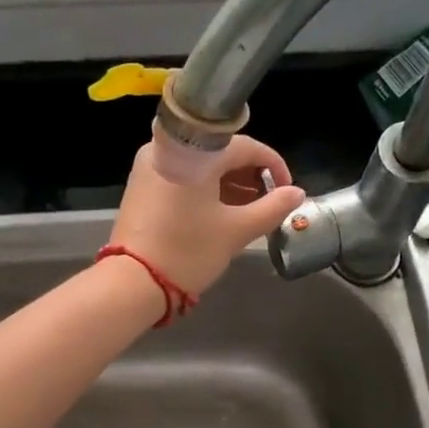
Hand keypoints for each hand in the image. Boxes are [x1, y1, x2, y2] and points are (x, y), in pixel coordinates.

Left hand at [109, 134, 305, 295]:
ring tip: (248, 210)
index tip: (287, 190)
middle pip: (219, 151)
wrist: (132, 282)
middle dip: (249, 175)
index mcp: (193, 150)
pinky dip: (205, 190)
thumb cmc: (187, 251)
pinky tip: (220, 212)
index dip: (272, 165)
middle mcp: (167, 148)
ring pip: (200, 165)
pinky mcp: (140, 187)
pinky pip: (181, 177)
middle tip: (268, 201)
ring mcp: (149, 167)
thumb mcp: (235, 231)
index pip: (244, 145)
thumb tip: (296, 193)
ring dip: (228, 183)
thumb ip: (270, 209)